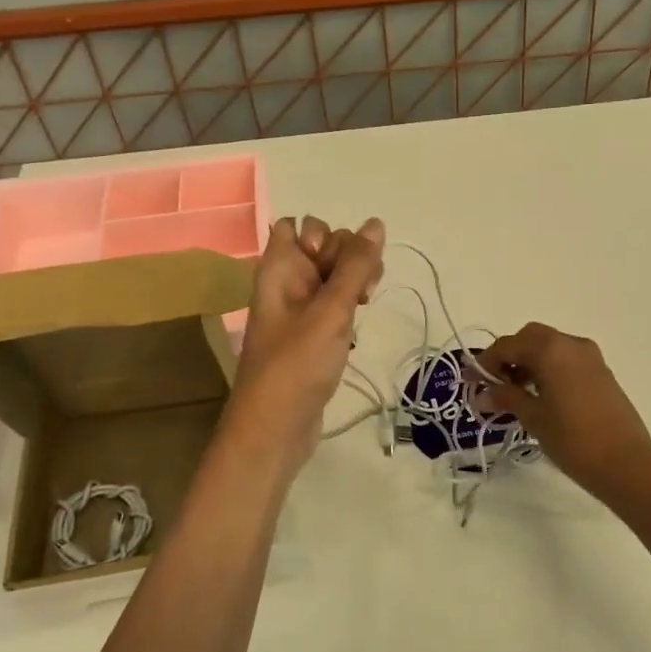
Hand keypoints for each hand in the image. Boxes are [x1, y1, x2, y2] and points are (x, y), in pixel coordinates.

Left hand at [225, 215, 384, 472]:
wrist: (275, 428)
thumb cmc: (296, 364)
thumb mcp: (330, 311)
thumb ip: (355, 266)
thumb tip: (375, 223)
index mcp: (278, 269)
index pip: (296, 226)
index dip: (321, 234)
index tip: (333, 261)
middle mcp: (287, 283)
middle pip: (323, 247)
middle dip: (350, 257)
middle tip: (360, 289)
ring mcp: (299, 310)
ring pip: (333, 276)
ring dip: (355, 281)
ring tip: (366, 303)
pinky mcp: (312, 335)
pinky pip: (335, 304)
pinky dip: (350, 307)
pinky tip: (359, 324)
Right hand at [472, 323, 650, 501]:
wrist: (626, 463)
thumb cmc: (573, 439)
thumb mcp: (533, 418)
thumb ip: (506, 398)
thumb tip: (482, 394)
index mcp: (550, 349)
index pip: (507, 345)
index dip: (485, 363)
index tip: (470, 382)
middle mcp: (570, 343)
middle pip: (529, 338)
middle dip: (509, 356)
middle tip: (494, 384)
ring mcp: (590, 356)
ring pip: (549, 347)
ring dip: (529, 362)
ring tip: (515, 394)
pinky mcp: (601, 371)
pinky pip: (566, 359)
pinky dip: (548, 368)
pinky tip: (541, 396)